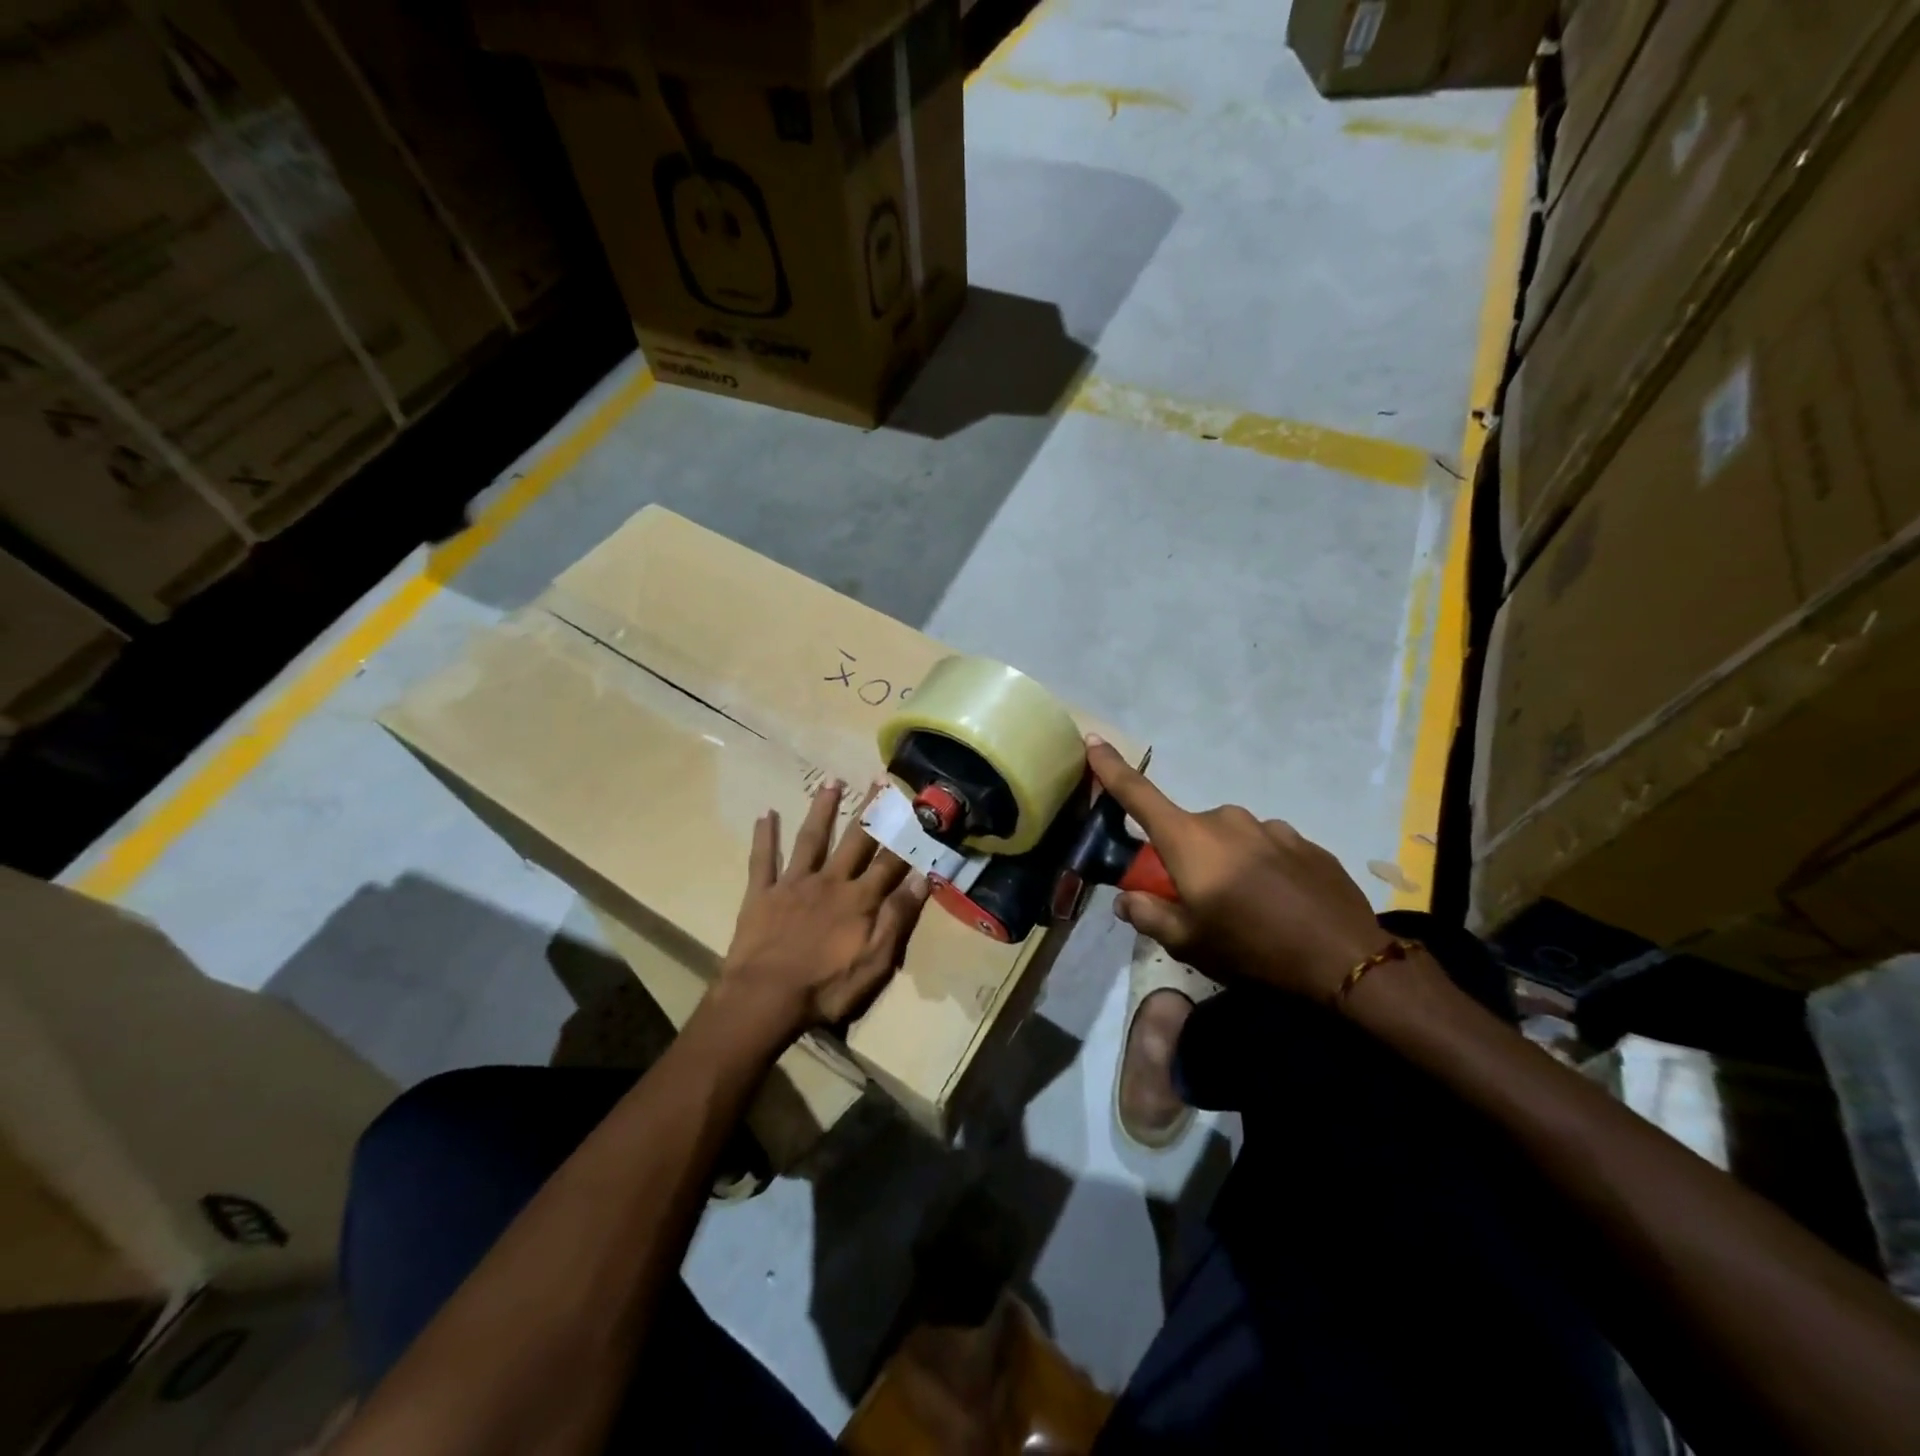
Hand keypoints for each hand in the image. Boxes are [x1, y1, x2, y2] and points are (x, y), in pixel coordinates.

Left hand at [714, 779, 930, 1047]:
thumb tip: (921, 879)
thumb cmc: (825, 988)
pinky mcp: (762, 894)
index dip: (906, 835)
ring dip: (822, 809)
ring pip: (812, 839)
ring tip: (831, 781)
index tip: (917, 808)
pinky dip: (765, 836)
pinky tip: (765, 813)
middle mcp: (829, 881)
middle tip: (880, 780)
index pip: (890, 861)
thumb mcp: (875, 963)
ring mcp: (794, 884)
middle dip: (870, 810)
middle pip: (855, 840)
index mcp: (859, 899)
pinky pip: (763, 859)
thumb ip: (897, 919)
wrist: (764, 999)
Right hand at [1085, 738, 1392, 1001]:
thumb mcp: (1188, 943)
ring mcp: (1270, 827)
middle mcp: (1226, 821)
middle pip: (1189, 832)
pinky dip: (1262, 869)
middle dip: (1186, 859)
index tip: (1093, 741)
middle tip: (1200, 903)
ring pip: (1230, 840)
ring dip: (1227, 864)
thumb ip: (1149, 915)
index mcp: (1190, 840)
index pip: (1138, 795)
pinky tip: (1281, 904)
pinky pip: (1266, 848)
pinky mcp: (1304, 842)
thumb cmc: (1252, 949)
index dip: (1112, 768)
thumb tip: (1127, 899)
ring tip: (1249, 909)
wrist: (1346, 959)